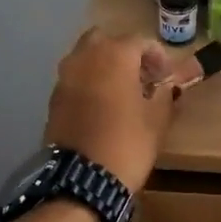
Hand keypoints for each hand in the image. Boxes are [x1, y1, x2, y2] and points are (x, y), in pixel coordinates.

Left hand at [44, 29, 176, 193]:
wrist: (82, 180)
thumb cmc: (127, 144)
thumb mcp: (157, 120)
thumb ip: (164, 95)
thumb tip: (166, 87)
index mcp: (115, 55)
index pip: (140, 42)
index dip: (158, 57)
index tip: (167, 77)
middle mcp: (86, 57)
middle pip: (107, 40)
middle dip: (124, 53)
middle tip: (141, 76)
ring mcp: (65, 76)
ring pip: (86, 57)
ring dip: (104, 66)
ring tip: (121, 91)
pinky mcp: (54, 98)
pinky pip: (75, 78)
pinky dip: (89, 83)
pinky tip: (102, 106)